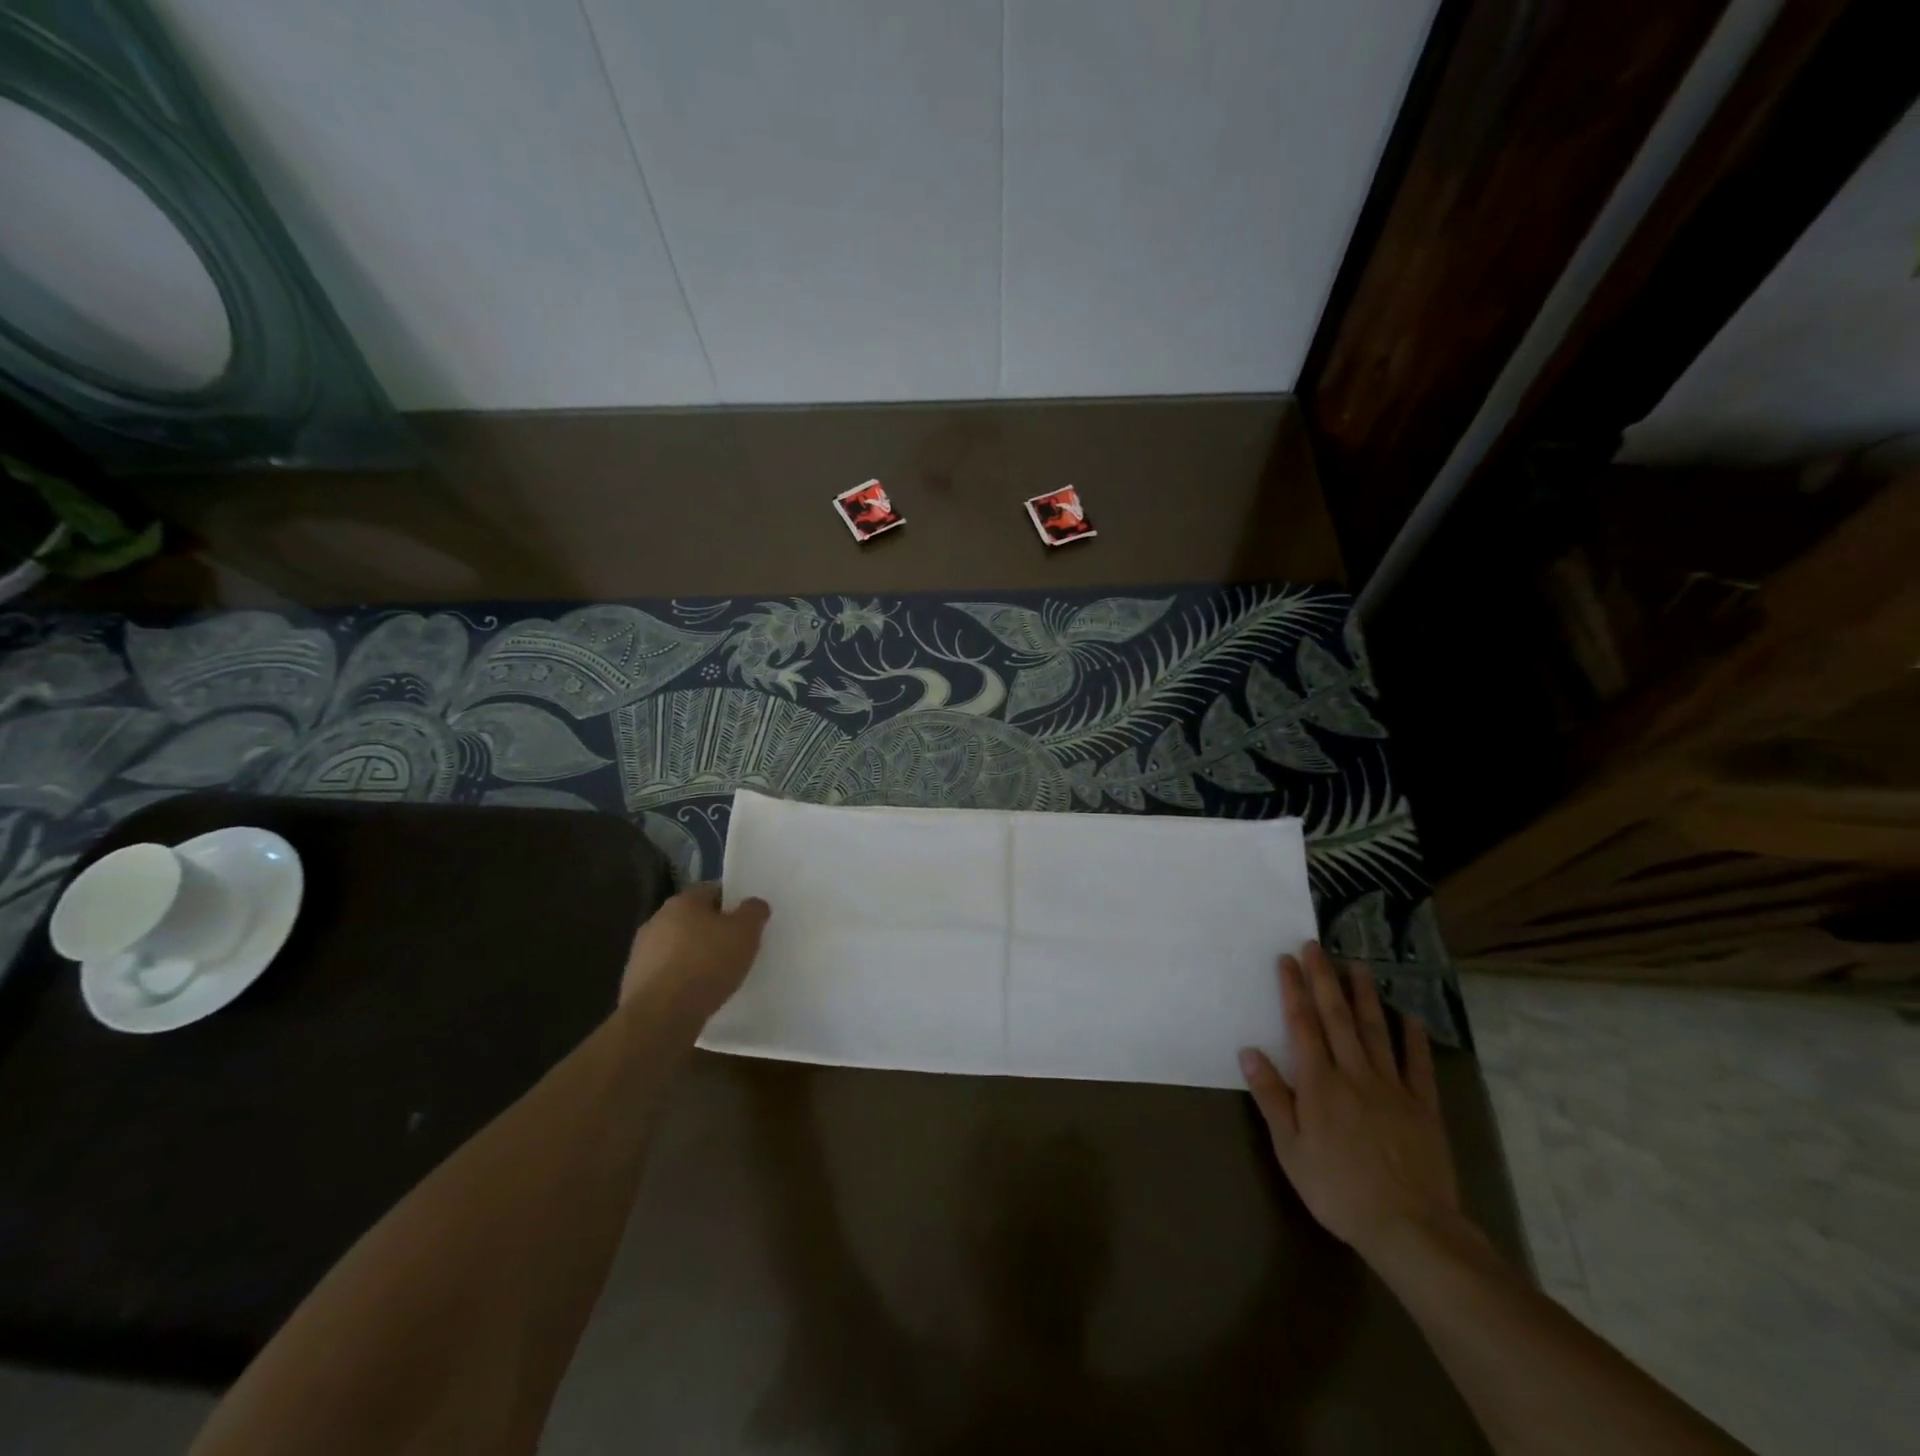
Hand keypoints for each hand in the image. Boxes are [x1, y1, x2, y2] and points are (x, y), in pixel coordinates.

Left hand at [618, 883, 769, 1025]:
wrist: (661, 1015)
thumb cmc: (707, 964)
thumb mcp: (745, 933)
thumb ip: (753, 913)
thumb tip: (753, 904)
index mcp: (683, 901)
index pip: (712, 890)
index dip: (732, 902)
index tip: (746, 919)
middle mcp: (657, 920)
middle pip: (692, 919)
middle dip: (712, 930)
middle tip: (735, 947)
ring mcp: (641, 952)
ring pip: (677, 947)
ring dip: (694, 955)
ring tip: (717, 975)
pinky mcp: (634, 982)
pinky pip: (666, 974)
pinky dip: (680, 979)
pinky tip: (695, 995)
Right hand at [1239, 941, 1459, 1262]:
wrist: (1409, 1227)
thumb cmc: (1337, 1189)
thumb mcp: (1290, 1149)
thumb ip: (1271, 1097)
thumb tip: (1248, 1051)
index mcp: (1319, 1083)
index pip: (1302, 1025)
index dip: (1293, 990)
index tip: (1287, 959)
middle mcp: (1354, 1074)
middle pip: (1337, 1017)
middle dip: (1324, 978)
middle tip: (1316, 946)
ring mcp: (1392, 1088)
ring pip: (1376, 1031)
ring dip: (1364, 995)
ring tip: (1357, 965)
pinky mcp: (1423, 1107)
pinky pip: (1417, 1065)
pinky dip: (1413, 1038)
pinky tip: (1408, 1016)